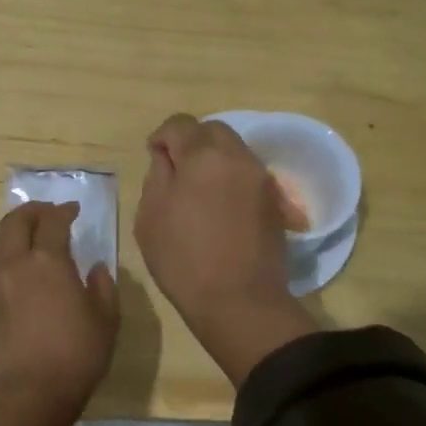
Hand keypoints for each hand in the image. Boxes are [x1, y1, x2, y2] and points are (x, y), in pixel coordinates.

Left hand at [0, 201, 118, 424]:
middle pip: (15, 221)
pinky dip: (2, 259)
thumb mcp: (106, 319)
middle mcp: (16, 264)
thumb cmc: (77, 353)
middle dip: (32, 211)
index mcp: (49, 261)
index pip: (53, 221)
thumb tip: (96, 268)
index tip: (74, 210)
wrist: (32, 391)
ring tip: (26, 237)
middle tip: (48, 214)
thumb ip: (103, 286)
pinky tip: (15, 271)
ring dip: (11, 230)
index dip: (64, 211)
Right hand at [135, 115, 315, 383]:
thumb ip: (157, 176)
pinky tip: (219, 206)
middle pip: (213, 130)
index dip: (163, 136)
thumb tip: (167, 158)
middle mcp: (238, 157)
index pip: (180, 124)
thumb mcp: (151, 217)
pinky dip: (230, 178)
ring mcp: (261, 178)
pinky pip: (247, 174)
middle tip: (176, 171)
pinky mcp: (274, 201)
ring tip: (198, 191)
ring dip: (213, 159)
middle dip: (192, 142)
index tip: (154, 157)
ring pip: (234, 150)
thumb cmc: (184, 260)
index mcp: (203, 156)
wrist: (239, 301)